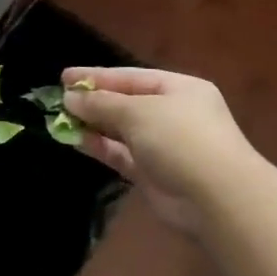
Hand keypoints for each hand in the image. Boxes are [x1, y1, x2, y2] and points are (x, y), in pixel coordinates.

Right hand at [60, 66, 263, 232]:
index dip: (96, 76)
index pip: (130, 77)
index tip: (64, 77)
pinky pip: (120, 153)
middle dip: (93, 101)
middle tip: (59, 99)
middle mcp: (172, 114)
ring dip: (92, 124)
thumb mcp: (136, 111)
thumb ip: (100, 103)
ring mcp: (163, 145)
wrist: (218, 199)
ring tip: (59, 119)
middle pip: (125, 102)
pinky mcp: (153, 173)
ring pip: (120, 130)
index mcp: (178, 89)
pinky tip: (75, 140)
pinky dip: (99, 146)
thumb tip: (70, 98)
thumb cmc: (180, 138)